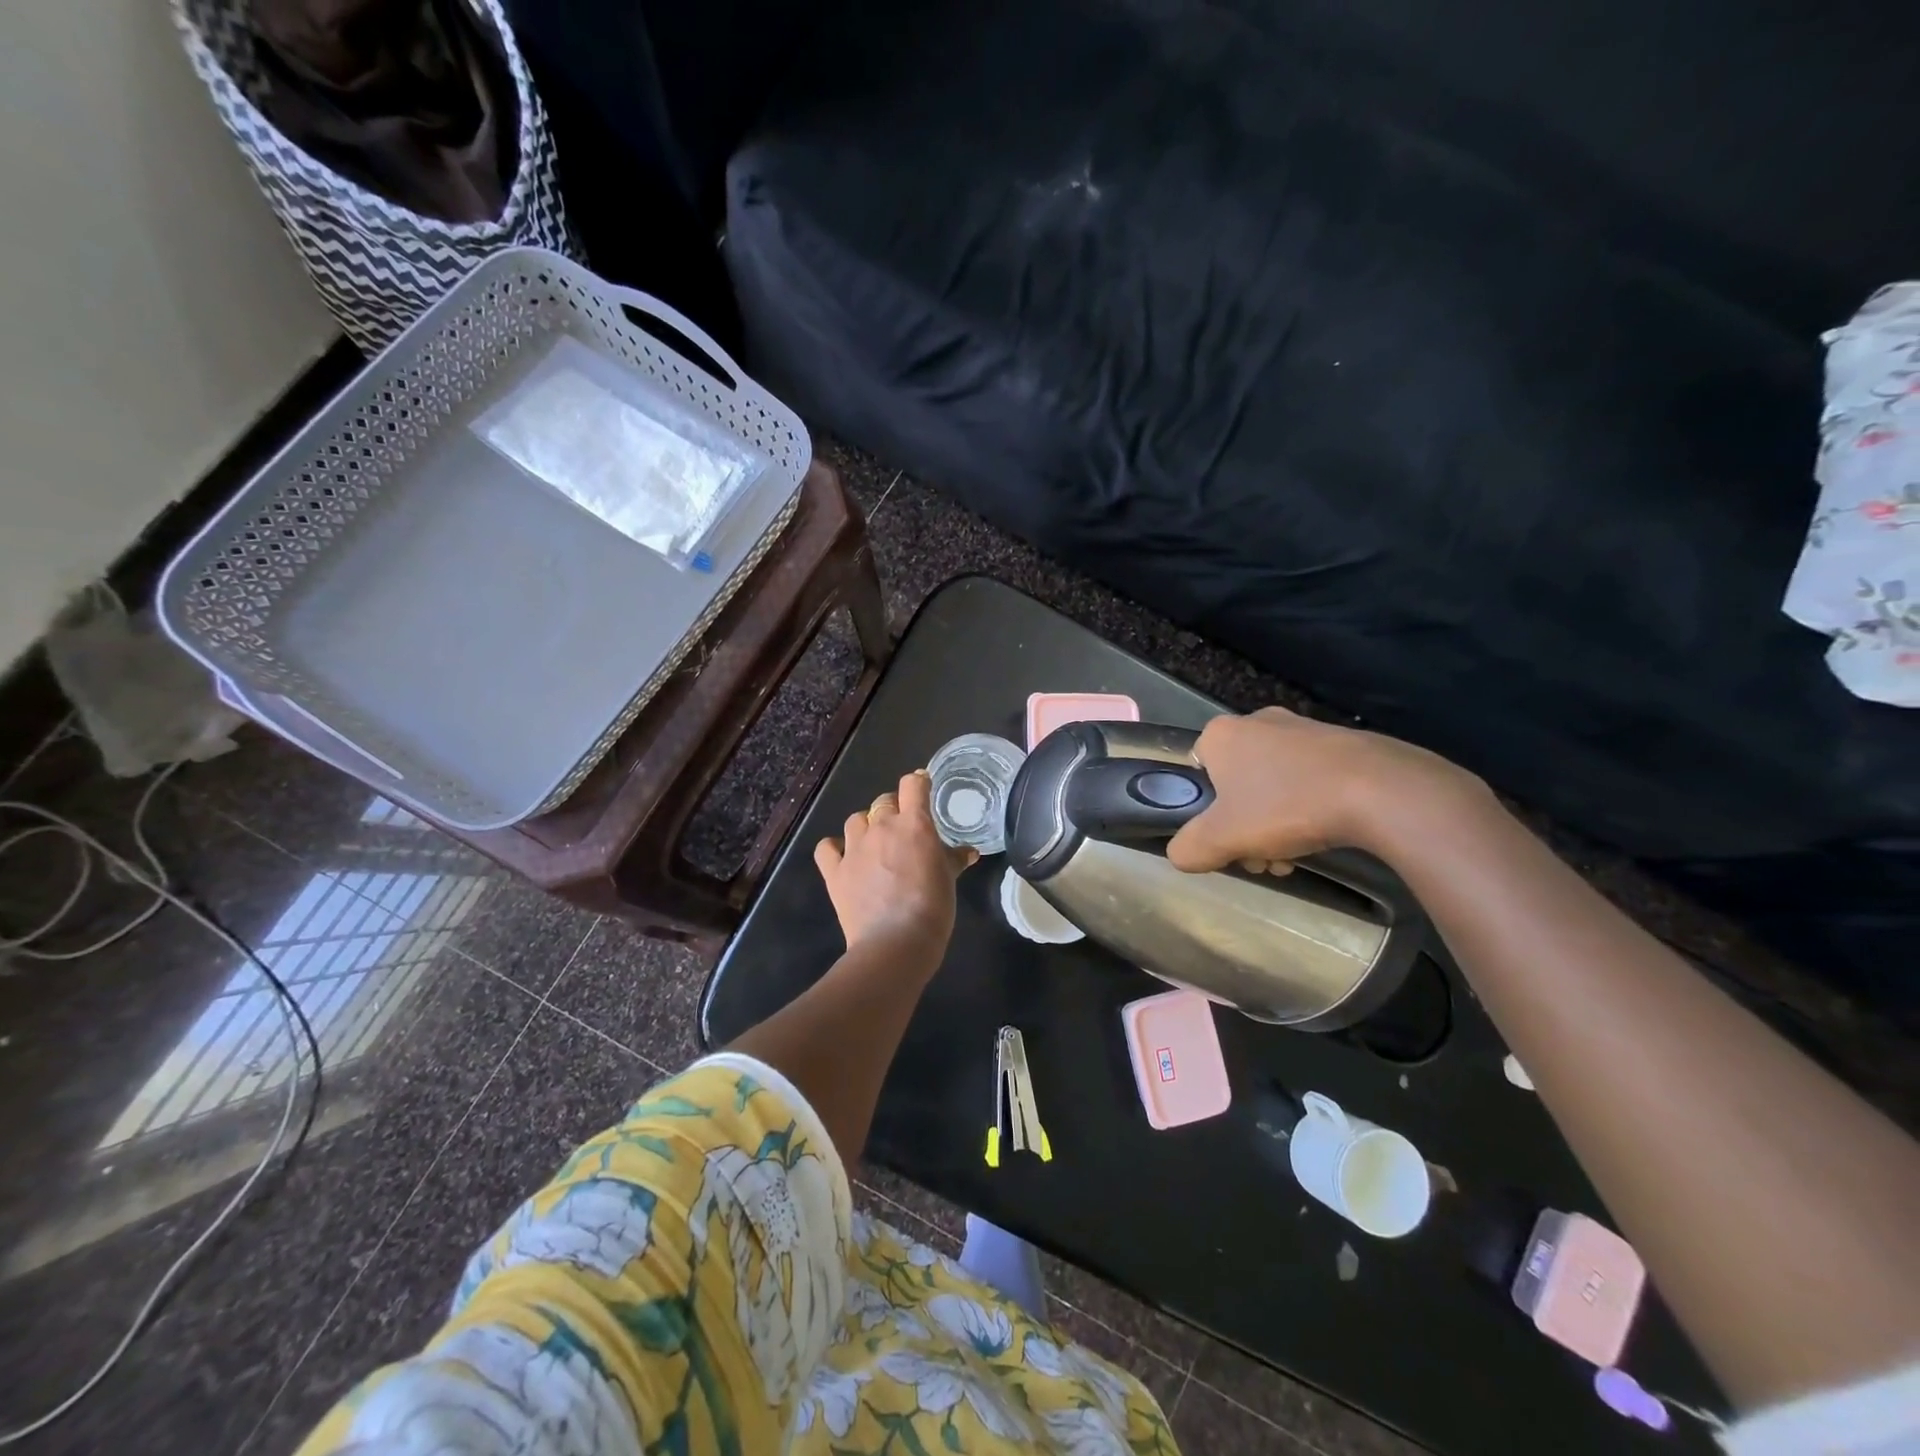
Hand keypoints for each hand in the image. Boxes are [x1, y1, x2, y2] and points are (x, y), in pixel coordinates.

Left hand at [815, 770, 976, 956]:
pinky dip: (834, 848)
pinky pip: (827, 847)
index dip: (918, 783)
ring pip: (856, 819)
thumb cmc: (932, 908)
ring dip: (866, 826)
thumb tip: (970, 852)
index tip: (923, 790)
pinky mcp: (835, 870)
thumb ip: (955, 860)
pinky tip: (844, 857)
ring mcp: (854, 848)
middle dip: (893, 809)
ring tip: (875, 844)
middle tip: (903, 830)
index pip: (913, 784)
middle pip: (884, 801)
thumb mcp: (949, 880)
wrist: (896, 942)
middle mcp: (882, 827)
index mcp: (914, 824)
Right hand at [1166, 707, 1476, 873]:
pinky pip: (1309, 778)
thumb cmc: (1287, 805)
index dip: (1207, 813)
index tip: (1229, 842)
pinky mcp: (1341, 742)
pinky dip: (1309, 807)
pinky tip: (1325, 834)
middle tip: (1265, 858)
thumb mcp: (1223, 837)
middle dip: (1245, 826)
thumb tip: (1181, 855)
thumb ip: (1189, 848)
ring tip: (1296, 856)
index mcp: (1221, 734)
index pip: (1196, 773)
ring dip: (1276, 823)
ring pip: (1273, 785)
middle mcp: (1257, 721)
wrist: (1380, 790)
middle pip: (1236, 784)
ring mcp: (1303, 728)